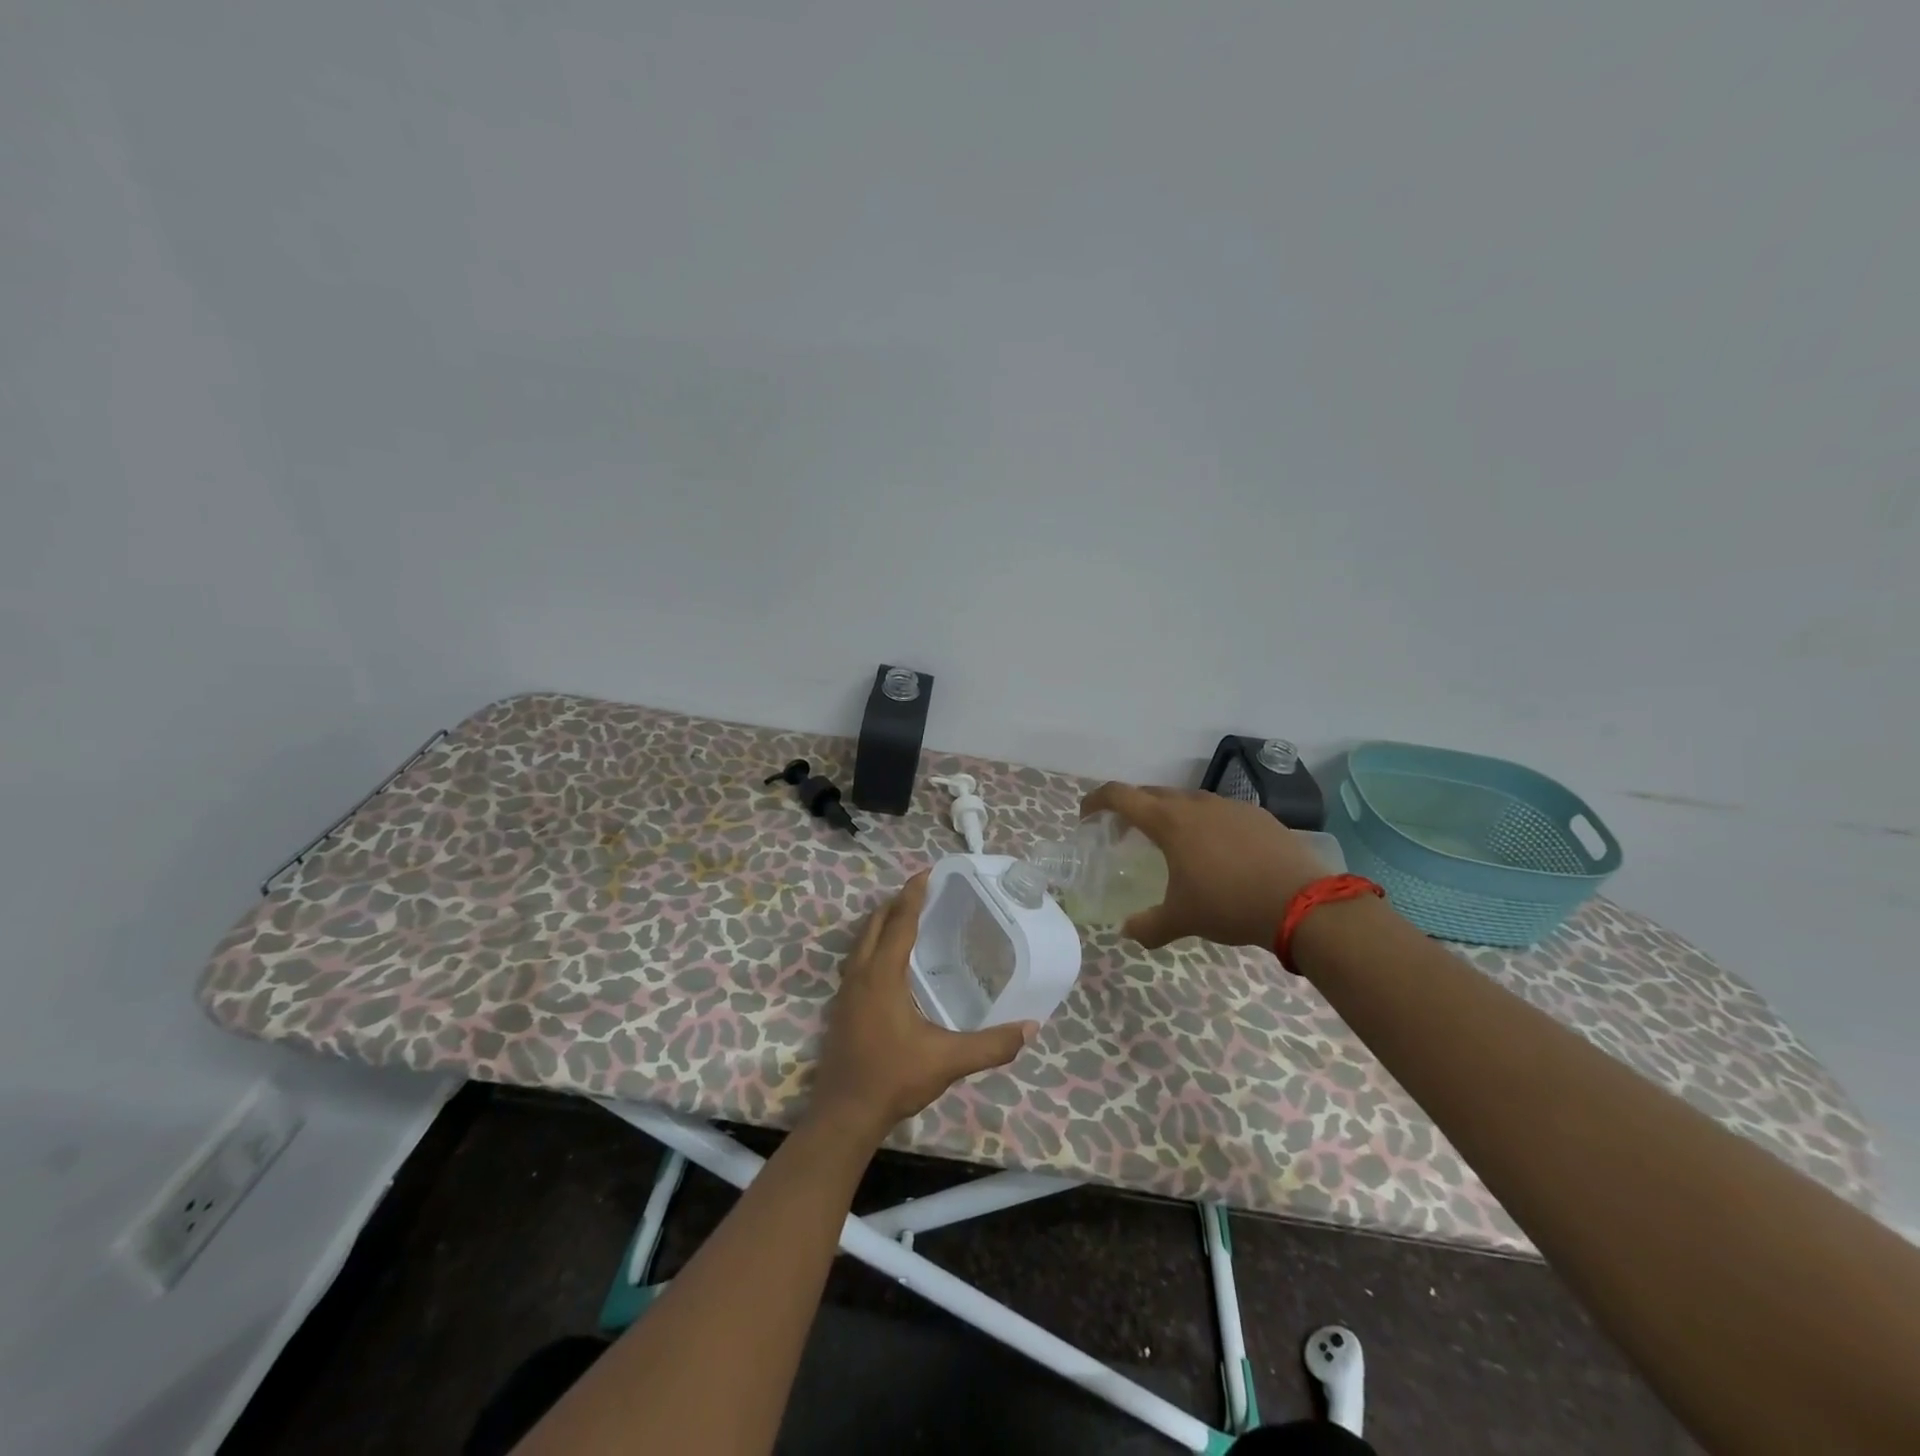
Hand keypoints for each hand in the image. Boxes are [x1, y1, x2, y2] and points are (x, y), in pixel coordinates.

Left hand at [811, 873, 1034, 1141]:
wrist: (844, 1114)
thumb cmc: (894, 1078)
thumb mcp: (948, 1060)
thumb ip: (991, 1045)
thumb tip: (1030, 1028)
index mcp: (883, 975)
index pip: (899, 922)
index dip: (913, 894)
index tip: (927, 872)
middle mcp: (860, 974)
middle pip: (875, 923)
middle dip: (897, 902)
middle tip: (922, 890)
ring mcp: (846, 990)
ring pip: (862, 940)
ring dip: (882, 922)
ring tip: (906, 916)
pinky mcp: (841, 1006)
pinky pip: (857, 959)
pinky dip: (874, 944)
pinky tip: (889, 961)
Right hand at [1080, 782, 1329, 949]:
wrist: (1302, 903)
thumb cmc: (1229, 905)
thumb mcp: (1182, 920)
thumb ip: (1148, 926)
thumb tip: (1127, 932)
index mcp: (1169, 821)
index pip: (1120, 795)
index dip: (1097, 800)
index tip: (1086, 815)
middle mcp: (1196, 804)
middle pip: (1152, 794)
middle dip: (1133, 808)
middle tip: (1125, 832)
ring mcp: (1230, 806)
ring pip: (1188, 800)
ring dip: (1171, 814)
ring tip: (1172, 843)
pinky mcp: (1258, 815)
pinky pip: (1220, 812)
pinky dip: (1205, 824)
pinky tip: (1217, 852)